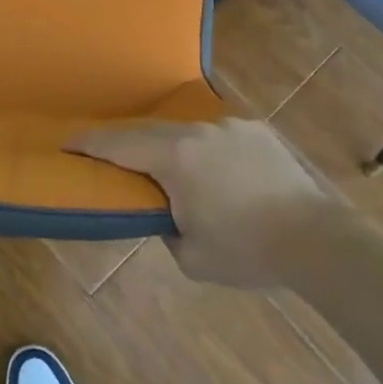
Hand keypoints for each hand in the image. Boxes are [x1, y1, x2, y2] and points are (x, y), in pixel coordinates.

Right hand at [68, 119, 333, 287]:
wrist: (316, 239)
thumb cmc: (247, 251)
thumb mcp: (192, 257)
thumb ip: (166, 229)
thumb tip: (166, 214)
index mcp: (175, 158)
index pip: (119, 145)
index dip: (89, 143)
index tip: (66, 141)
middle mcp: (198, 132)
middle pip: (149, 131)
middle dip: (126, 143)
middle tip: (108, 154)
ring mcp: (229, 126)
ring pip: (186, 131)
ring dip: (170, 147)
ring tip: (172, 169)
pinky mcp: (256, 130)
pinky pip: (218, 135)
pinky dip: (206, 150)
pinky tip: (218, 171)